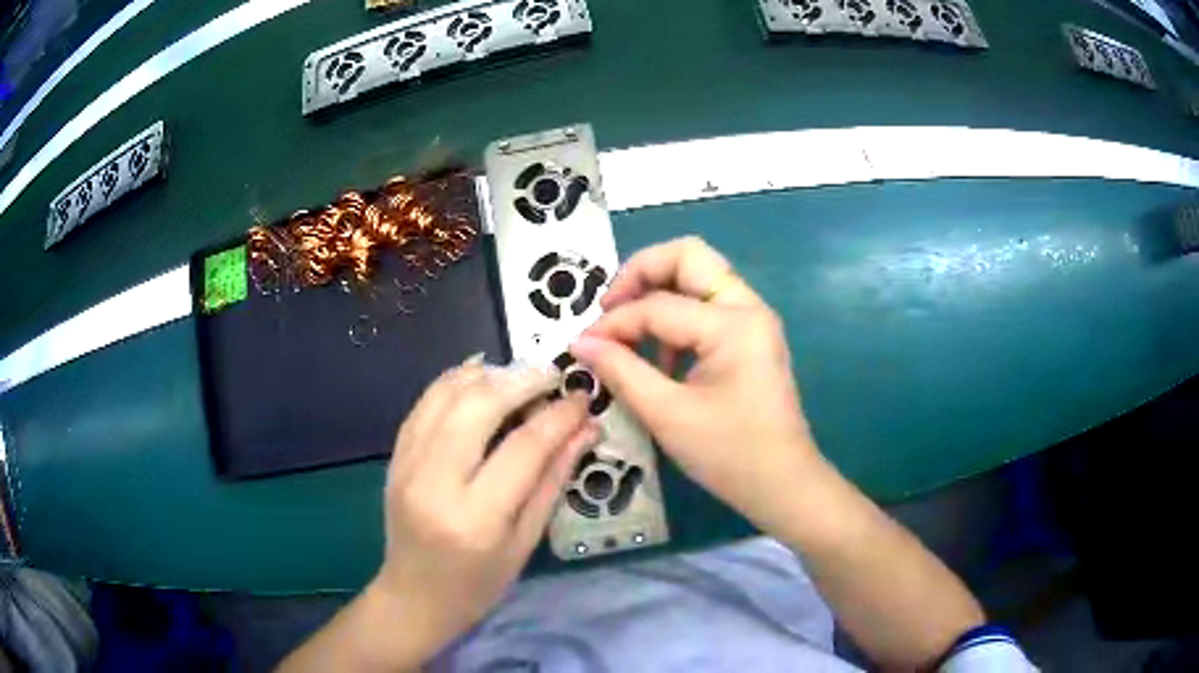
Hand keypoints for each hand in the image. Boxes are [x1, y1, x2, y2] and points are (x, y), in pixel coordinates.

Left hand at [371, 359, 596, 661]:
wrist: (413, 596)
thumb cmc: (478, 584)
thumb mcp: (526, 543)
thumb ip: (553, 481)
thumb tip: (586, 430)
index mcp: (476, 517)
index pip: (523, 447)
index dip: (558, 415)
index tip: (582, 398)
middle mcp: (435, 482)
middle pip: (478, 406)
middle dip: (522, 380)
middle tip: (552, 375)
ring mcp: (407, 464)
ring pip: (446, 394)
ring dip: (488, 374)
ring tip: (520, 375)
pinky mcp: (394, 456)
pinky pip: (425, 402)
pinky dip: (455, 381)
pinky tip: (481, 377)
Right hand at [570, 237, 817, 532]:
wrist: (783, 486)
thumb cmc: (729, 454)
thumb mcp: (667, 414)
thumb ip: (621, 370)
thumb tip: (580, 342)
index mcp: (733, 323)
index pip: (657, 305)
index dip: (613, 323)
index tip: (582, 346)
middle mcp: (747, 307)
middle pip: (687, 256)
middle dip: (640, 273)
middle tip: (609, 308)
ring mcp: (752, 320)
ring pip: (698, 278)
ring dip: (658, 295)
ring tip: (628, 336)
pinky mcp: (750, 338)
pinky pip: (706, 308)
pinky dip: (676, 319)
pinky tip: (658, 359)